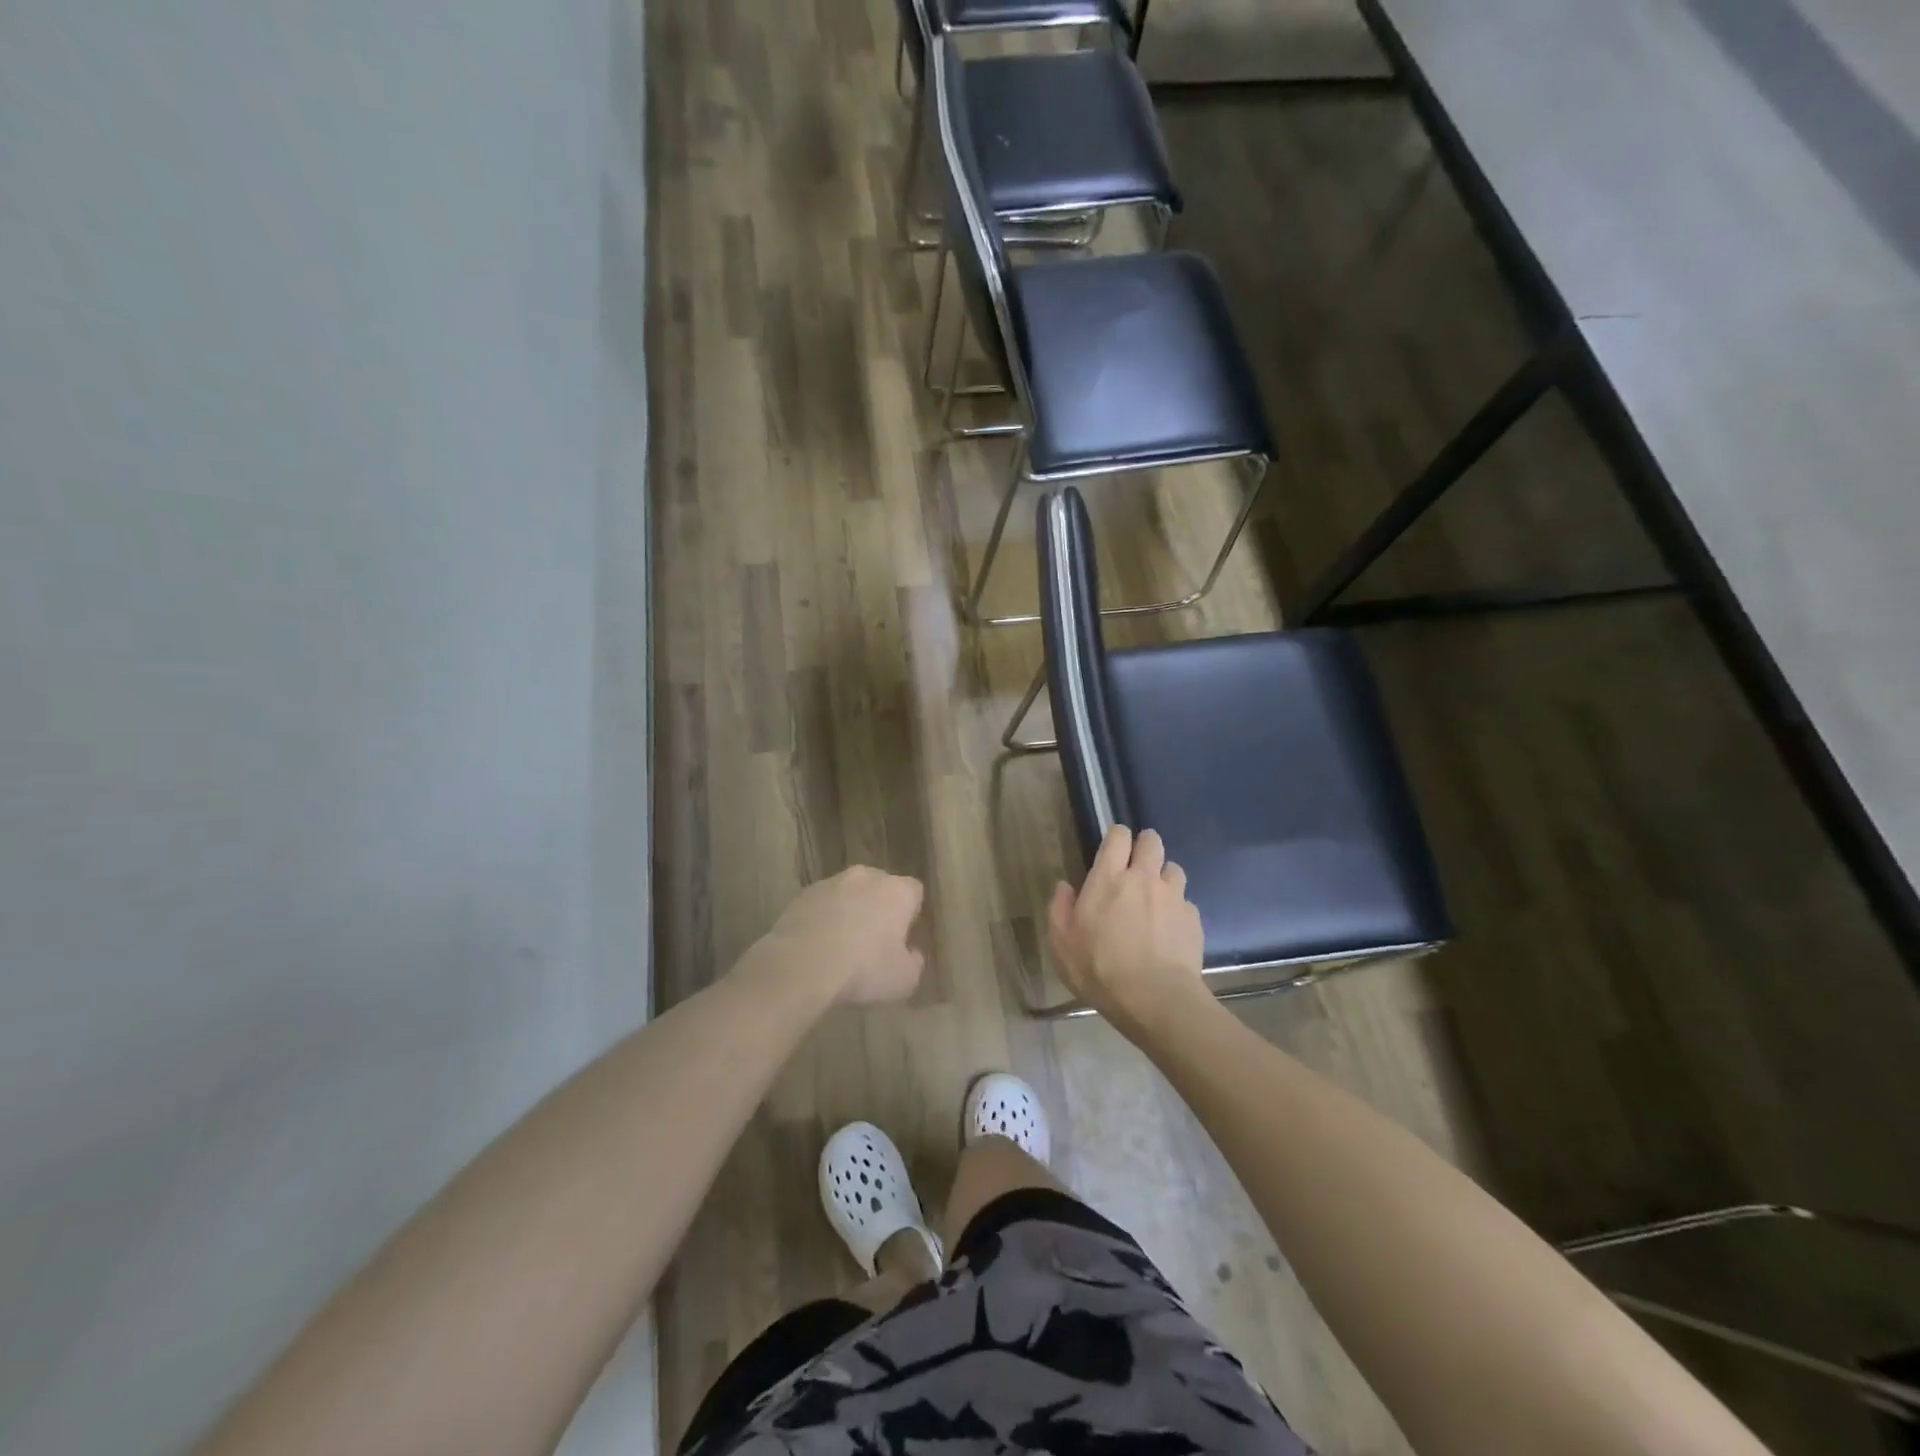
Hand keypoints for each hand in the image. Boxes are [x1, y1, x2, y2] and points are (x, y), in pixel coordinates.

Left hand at [761, 866, 926, 1005]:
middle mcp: (867, 877)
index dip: (911, 914)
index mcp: (897, 891)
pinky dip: (823, 919)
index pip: (914, 892)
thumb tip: (913, 954)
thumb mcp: (904, 980)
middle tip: (874, 942)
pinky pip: (822, 904)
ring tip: (841, 946)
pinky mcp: (803, 894)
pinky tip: (817, 946)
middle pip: (880, 887)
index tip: (904, 938)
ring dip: (849, 911)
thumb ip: (915, 962)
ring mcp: (831, 882)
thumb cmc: (863, 969)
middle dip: (879, 908)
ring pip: (848, 894)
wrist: (801, 964)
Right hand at [1049, 826, 1206, 1031]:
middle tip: (1137, 864)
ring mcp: (1173, 897)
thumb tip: (1065, 886)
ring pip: (1174, 869)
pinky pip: (1186, 903)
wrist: (1155, 999)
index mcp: (1109, 878)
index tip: (1113, 848)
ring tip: (1156, 898)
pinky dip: (1178, 909)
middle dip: (1145, 845)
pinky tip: (1170, 930)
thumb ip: (1060, 908)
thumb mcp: (1062, 943)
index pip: (1118, 836)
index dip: (1117, 836)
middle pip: (1152, 841)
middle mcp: (1144, 878)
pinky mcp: (1193, 919)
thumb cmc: (1099, 969)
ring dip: (1164, 877)